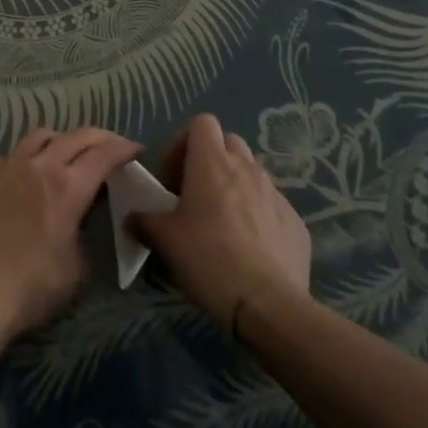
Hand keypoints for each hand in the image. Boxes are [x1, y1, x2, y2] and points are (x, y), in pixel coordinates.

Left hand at [0, 127, 142, 342]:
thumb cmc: (31, 287)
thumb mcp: (77, 270)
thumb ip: (86, 233)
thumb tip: (83, 219)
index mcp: (68, 187)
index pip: (104, 154)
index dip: (124, 148)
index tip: (136, 149)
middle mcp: (40, 165)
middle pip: (76, 136)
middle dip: (100, 138)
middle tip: (112, 147)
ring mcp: (9, 166)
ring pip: (41, 135)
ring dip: (63, 140)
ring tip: (69, 154)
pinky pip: (14, 154)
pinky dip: (31, 156)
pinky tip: (30, 175)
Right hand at [127, 114, 310, 328]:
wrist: (269, 305)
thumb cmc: (209, 260)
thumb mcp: (166, 241)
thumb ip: (145, 222)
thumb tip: (132, 217)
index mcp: (212, 162)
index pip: (202, 122)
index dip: (185, 142)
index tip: (174, 177)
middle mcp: (246, 167)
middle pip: (229, 142)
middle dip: (212, 160)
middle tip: (197, 195)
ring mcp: (275, 192)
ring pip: (252, 172)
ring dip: (236, 185)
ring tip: (224, 222)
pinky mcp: (295, 221)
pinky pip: (272, 204)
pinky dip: (259, 214)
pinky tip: (251, 247)